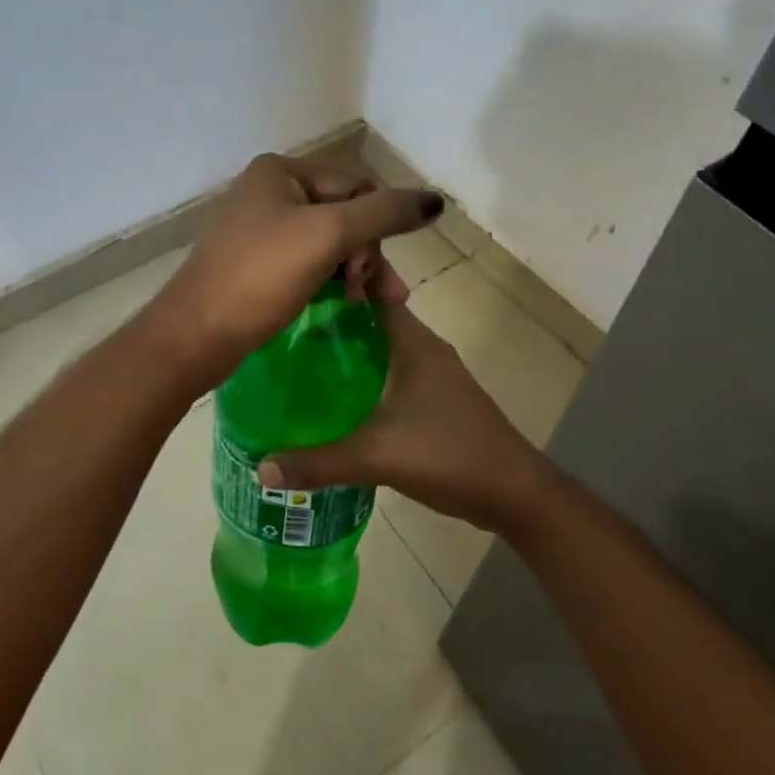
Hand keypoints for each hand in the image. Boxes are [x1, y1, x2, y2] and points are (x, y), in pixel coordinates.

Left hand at [146, 154, 441, 381]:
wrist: (196, 334)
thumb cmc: (260, 277)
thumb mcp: (327, 236)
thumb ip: (384, 214)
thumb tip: (435, 199)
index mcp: (281, 171)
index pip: (358, 184)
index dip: (379, 224)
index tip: (377, 270)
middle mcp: (270, 190)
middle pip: (346, 212)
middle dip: (367, 252)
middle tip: (377, 294)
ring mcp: (261, 227)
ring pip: (331, 240)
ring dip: (355, 269)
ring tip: (367, 304)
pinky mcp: (258, 262)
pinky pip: (310, 261)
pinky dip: (332, 279)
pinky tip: (346, 303)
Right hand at [258, 303, 551, 536]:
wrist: (514, 494)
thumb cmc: (448, 455)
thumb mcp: (376, 457)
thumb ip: (318, 462)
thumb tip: (260, 467)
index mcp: (414, 343)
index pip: (375, 290)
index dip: (340, 281)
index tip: (297, 282)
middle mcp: (424, 349)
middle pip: (373, 318)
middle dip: (333, 317)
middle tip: (284, 324)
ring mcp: (433, 375)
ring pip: (383, 348)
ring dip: (349, 349)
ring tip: (300, 356)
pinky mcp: (436, 400)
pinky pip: (391, 374)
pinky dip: (365, 376)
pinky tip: (337, 397)